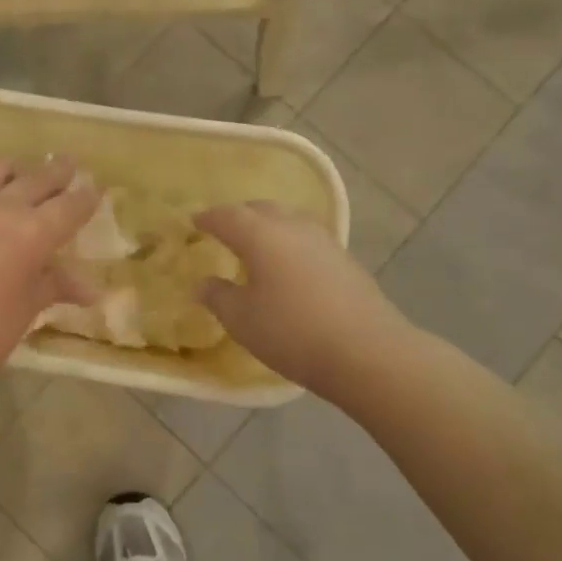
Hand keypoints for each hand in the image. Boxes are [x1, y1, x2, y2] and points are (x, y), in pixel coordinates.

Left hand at [0, 157, 96, 401]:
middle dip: (57, 172)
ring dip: (13, 172)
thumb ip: (56, 286)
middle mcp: (0, 206)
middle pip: (37, 178)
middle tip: (67, 165)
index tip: (95, 190)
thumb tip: (92, 290)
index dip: (86, 198)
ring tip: (18, 175)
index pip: (70, 206)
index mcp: (32, 232)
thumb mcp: (26, 310)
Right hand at [195, 201, 411, 402]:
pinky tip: (288, 264)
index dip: (208, 218)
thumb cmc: (292, 332)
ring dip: (268, 225)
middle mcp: (292, 227)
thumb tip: (201, 283)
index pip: (228, 216)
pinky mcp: (345, 260)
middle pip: (261, 209)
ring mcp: (324, 241)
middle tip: (224, 228)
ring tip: (257, 244)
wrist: (366, 351)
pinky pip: (307, 238)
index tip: (194, 221)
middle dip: (239, 215)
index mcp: (261, 235)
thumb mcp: (242, 320)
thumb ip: (217, 297)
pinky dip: (289, 242)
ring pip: (289, 220)